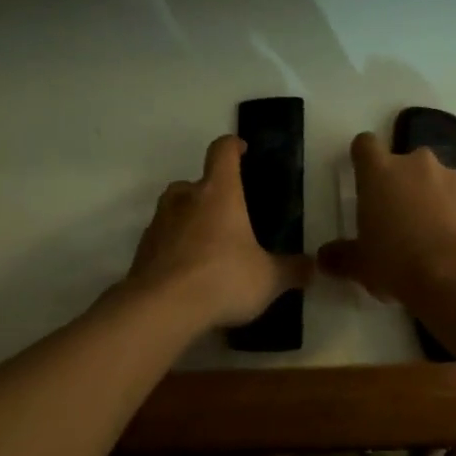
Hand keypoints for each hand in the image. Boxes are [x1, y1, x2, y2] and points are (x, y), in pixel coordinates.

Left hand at [126, 135, 312, 331]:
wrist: (161, 309)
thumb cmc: (222, 278)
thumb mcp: (268, 279)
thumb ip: (292, 270)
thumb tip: (313, 267)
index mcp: (218, 192)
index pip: (222, 152)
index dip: (233, 146)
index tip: (242, 150)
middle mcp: (185, 199)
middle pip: (194, 182)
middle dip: (209, 193)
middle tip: (229, 215)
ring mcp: (158, 224)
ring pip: (174, 210)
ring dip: (189, 220)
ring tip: (209, 246)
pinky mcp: (142, 251)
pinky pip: (162, 240)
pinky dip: (174, 248)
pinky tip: (188, 273)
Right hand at [317, 132, 455, 305]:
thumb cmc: (399, 264)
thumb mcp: (361, 266)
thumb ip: (341, 257)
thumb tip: (323, 257)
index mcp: (380, 173)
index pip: (365, 145)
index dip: (363, 158)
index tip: (364, 177)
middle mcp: (416, 164)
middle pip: (404, 163)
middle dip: (401, 184)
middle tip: (398, 218)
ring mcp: (453, 177)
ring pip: (436, 180)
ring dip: (431, 198)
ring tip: (431, 236)